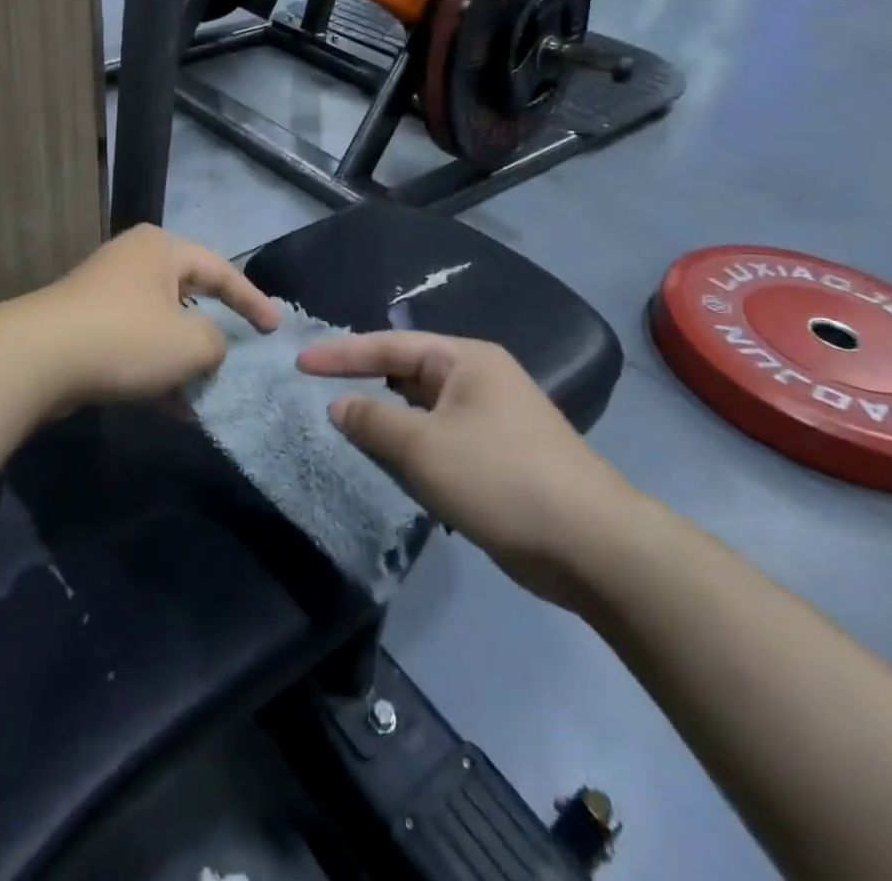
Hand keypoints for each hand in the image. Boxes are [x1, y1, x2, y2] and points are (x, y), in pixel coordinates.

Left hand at [36, 225, 278, 406]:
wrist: (37, 360)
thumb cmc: (125, 338)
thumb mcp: (190, 342)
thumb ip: (216, 342)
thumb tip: (208, 346)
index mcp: (161, 249)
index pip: (221, 270)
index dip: (252, 301)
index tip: (275, 330)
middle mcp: (134, 261)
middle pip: (189, 295)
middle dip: (214, 332)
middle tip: (240, 353)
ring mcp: (106, 293)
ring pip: (161, 325)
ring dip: (184, 360)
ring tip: (207, 392)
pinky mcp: (86, 325)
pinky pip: (135, 344)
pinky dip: (156, 371)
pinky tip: (173, 407)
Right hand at [298, 332, 642, 608]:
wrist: (591, 544)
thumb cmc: (500, 477)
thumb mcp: (424, 447)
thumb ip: (373, 420)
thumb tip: (338, 404)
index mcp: (465, 360)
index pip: (390, 346)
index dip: (341, 354)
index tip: (300, 363)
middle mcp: (478, 380)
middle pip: (406, 372)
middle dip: (362, 382)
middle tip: (315, 390)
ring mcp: (490, 419)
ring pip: (421, 409)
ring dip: (384, 419)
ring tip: (340, 424)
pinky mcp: (496, 457)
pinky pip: (437, 440)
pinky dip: (408, 446)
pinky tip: (386, 462)